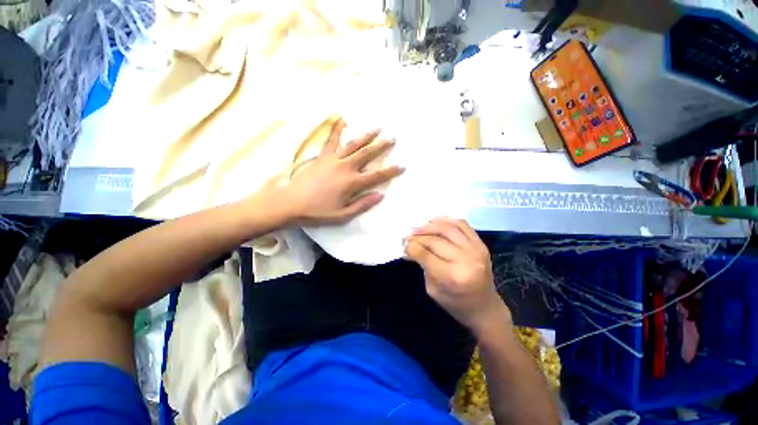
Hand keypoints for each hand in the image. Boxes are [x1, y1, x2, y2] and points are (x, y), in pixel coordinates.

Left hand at [279, 119, 403, 225]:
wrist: (290, 203)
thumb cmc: (318, 212)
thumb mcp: (343, 215)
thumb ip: (362, 204)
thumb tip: (380, 196)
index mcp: (352, 183)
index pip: (377, 176)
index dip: (391, 171)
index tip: (402, 165)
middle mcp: (345, 167)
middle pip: (367, 154)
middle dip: (381, 146)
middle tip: (392, 139)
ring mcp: (333, 160)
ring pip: (353, 145)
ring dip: (366, 136)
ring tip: (377, 128)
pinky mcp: (322, 156)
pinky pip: (331, 140)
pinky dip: (337, 129)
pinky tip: (342, 120)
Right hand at [405, 217, 509, 334]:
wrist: (484, 307)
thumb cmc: (455, 303)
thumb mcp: (432, 289)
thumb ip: (422, 265)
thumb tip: (410, 247)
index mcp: (451, 276)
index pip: (425, 254)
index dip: (411, 246)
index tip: (403, 244)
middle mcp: (465, 260)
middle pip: (434, 240)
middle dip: (417, 236)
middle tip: (408, 236)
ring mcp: (476, 250)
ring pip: (447, 228)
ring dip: (429, 226)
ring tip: (419, 228)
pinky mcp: (481, 244)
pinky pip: (462, 224)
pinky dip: (446, 220)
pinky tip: (435, 222)